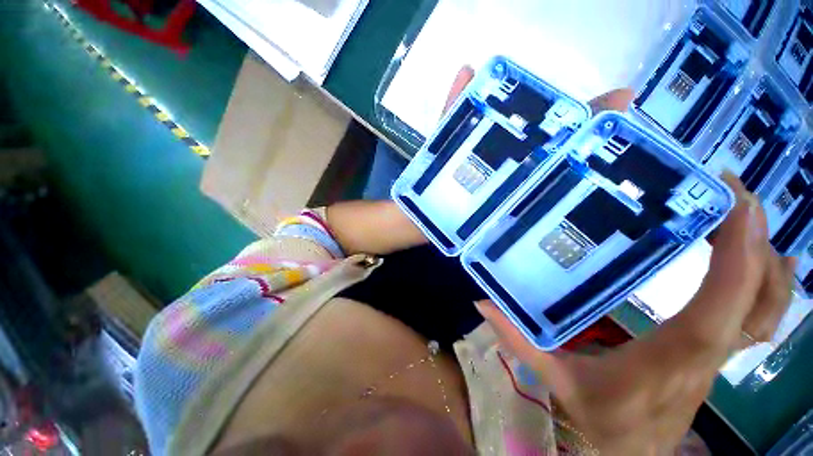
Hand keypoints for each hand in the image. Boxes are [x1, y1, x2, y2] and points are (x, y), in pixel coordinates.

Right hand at [475, 174, 796, 454]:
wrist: (631, 455)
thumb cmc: (600, 417)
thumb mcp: (554, 377)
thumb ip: (518, 340)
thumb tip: (482, 303)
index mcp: (673, 354)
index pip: (719, 303)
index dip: (736, 254)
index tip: (734, 203)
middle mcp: (709, 351)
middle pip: (755, 296)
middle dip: (755, 239)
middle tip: (732, 191)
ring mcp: (721, 355)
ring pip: (768, 307)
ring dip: (766, 257)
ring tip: (749, 213)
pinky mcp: (720, 355)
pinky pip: (762, 319)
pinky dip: (773, 286)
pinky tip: (772, 260)